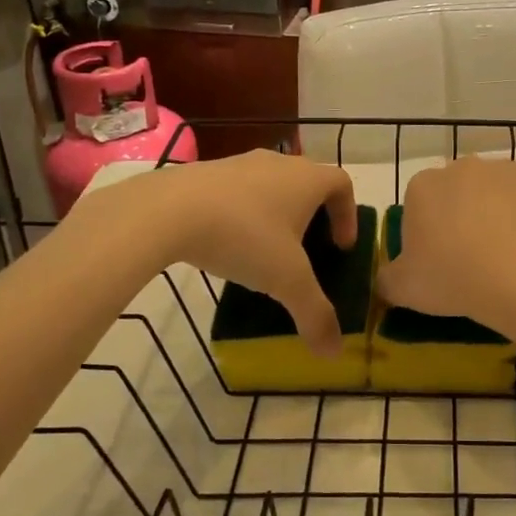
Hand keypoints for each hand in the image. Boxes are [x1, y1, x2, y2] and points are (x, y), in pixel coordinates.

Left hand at [120, 151, 358, 353]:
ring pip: (271, 185)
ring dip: (276, 214)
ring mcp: (239, 163)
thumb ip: (314, 314)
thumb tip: (333, 352)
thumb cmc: (244, 236)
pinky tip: (227, 244)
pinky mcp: (205, 172)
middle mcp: (278, 163)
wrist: (167, 211)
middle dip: (313, 215)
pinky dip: (243, 213)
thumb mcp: (286, 281)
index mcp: (307, 179)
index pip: (342, 184)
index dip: (348, 215)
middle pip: (307, 182)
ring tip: (266, 251)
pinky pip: (237, 191)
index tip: (341, 247)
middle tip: (307, 251)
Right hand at [376, 158, 515, 321]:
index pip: (419, 205)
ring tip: (509, 255)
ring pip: (498, 192)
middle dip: (464, 217)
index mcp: (423, 186)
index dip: (427, 233)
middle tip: (473, 259)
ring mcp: (506, 168)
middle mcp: (463, 167)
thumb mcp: (403, 289)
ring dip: (500, 213)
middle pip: (459, 192)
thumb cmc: (452, 276)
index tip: (438, 262)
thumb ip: (386, 280)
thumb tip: (384, 280)